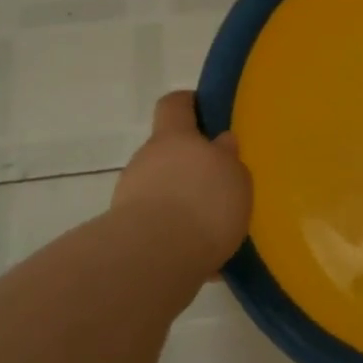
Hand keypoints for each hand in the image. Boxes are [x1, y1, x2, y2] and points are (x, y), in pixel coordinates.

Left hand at [112, 91, 252, 270]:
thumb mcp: (234, 175)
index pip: (175, 105)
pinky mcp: (128, 230)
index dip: (188, 104)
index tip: (203, 109)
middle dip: (192, 165)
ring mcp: (132, 195)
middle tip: (220, 181)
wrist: (154, 258)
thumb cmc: (204, 203)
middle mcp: (147, 159)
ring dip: (184, 201)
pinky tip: (203, 255)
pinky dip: (179, 232)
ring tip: (215, 226)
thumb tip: (221, 142)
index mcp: (174, 137)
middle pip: (169, 152)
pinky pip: (160, 224)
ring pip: (163, 188)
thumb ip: (227, 157)